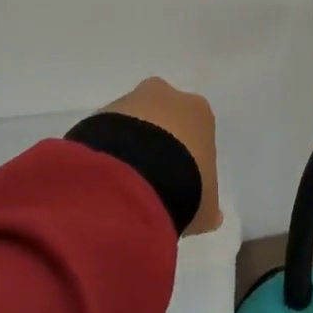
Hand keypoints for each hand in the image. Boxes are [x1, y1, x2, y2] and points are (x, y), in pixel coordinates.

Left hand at [101, 78, 221, 234]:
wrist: (134, 175)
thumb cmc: (184, 183)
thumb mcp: (206, 206)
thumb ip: (208, 207)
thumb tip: (213, 216)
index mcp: (198, 111)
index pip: (195, 130)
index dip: (188, 157)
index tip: (180, 182)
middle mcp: (166, 96)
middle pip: (162, 118)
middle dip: (156, 143)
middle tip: (150, 181)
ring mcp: (129, 101)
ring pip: (131, 123)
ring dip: (128, 148)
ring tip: (124, 187)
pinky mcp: (99, 114)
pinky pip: (106, 134)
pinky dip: (107, 154)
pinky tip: (107, 182)